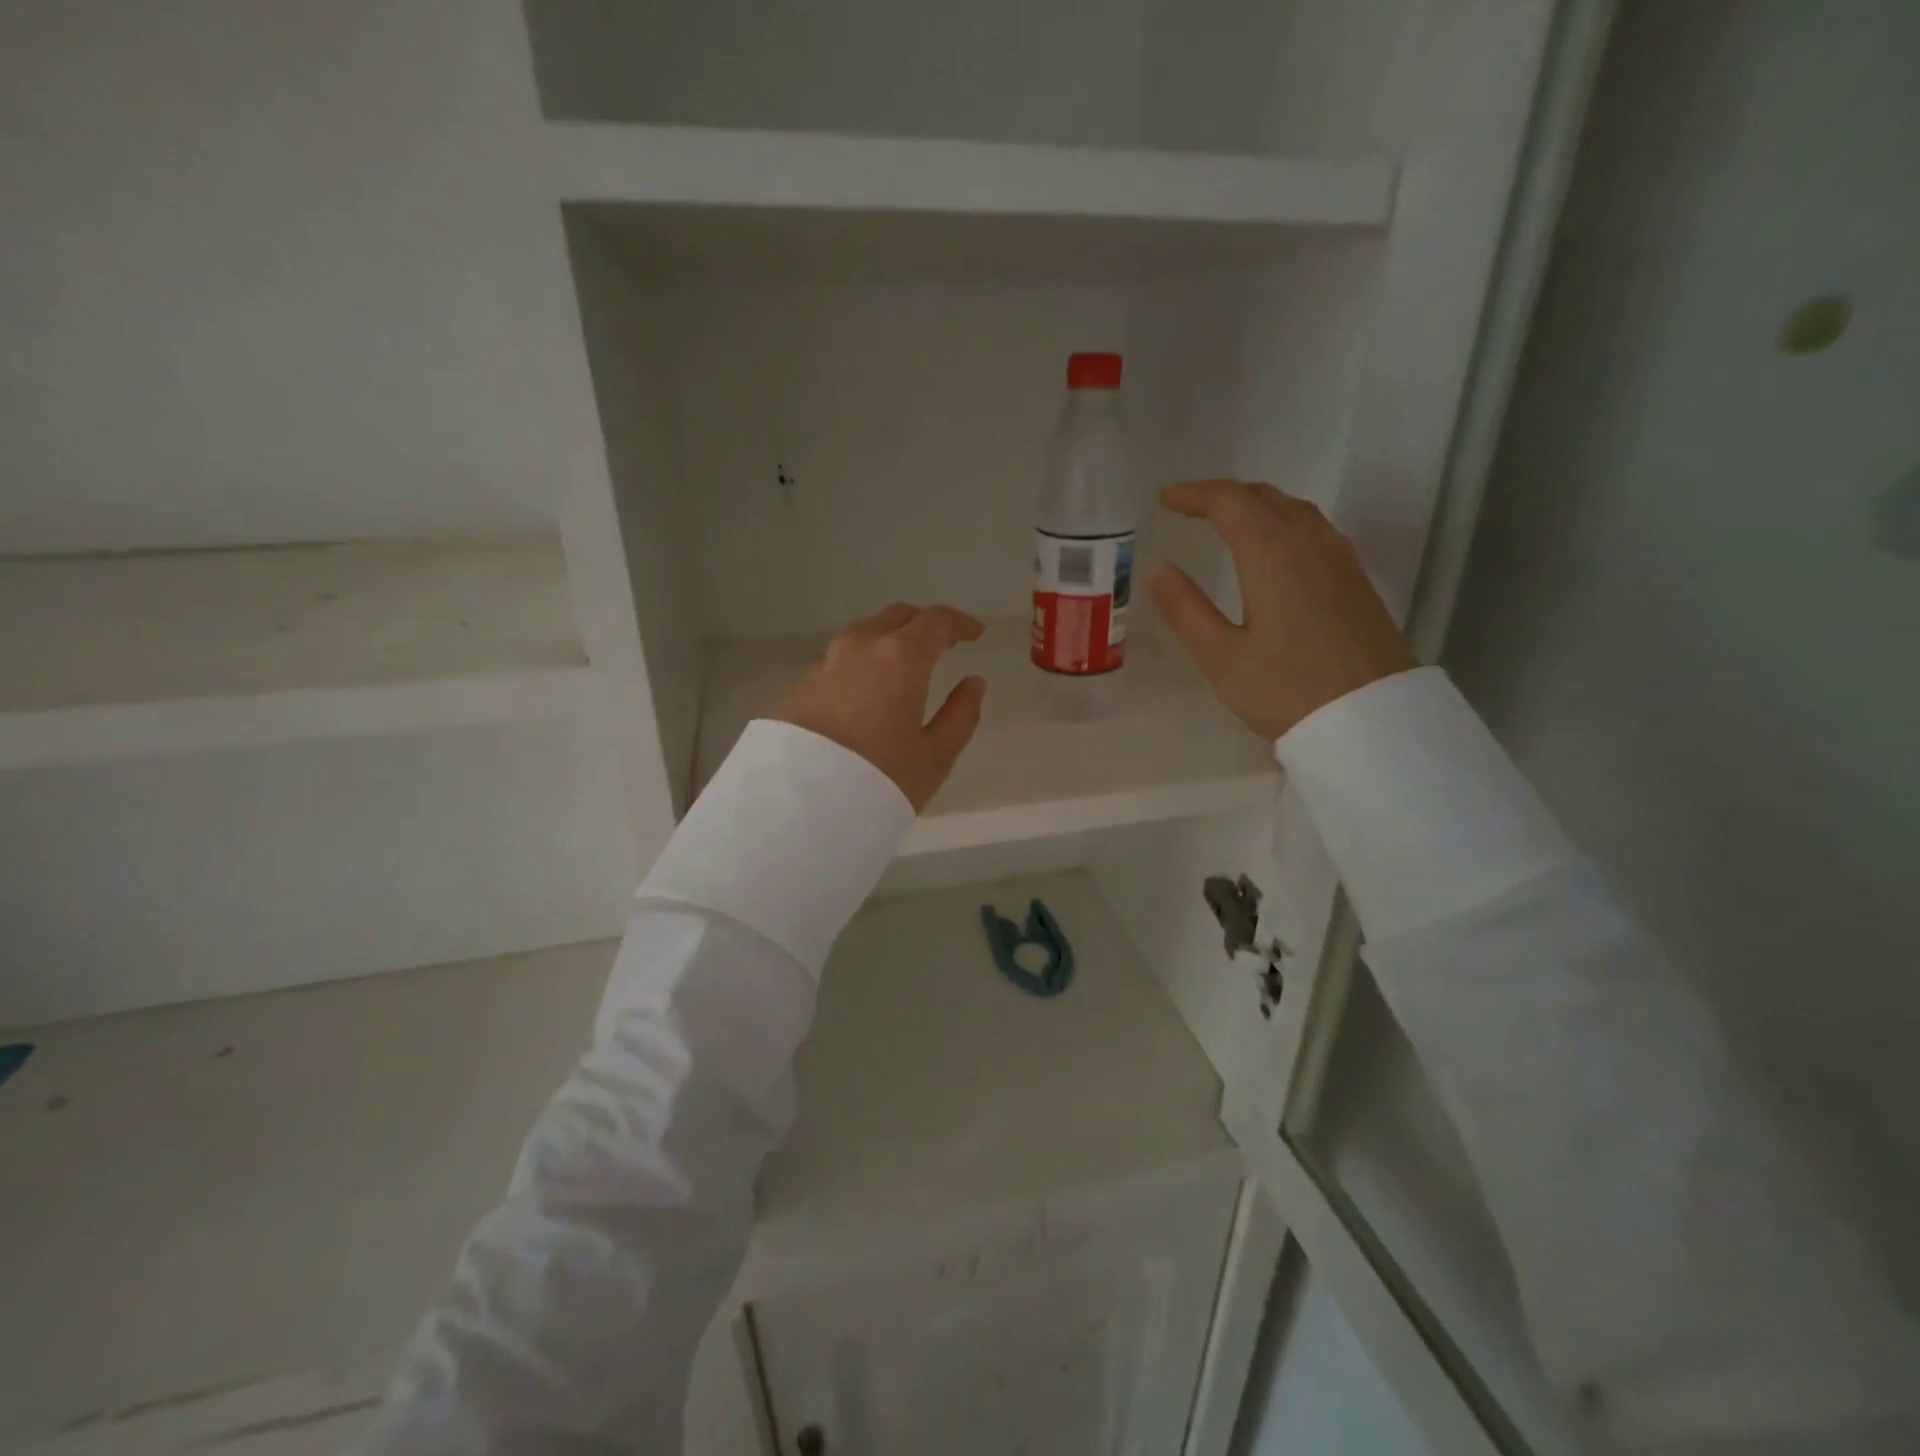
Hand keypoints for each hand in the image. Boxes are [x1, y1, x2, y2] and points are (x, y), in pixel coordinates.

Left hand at [771, 603, 987, 811]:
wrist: (801, 803)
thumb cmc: (880, 778)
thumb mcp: (934, 757)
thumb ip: (960, 715)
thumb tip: (973, 684)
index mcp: (901, 657)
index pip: (936, 621)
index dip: (960, 624)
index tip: (975, 634)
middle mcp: (861, 647)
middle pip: (896, 617)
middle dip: (923, 624)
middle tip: (942, 644)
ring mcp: (826, 662)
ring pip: (863, 633)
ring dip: (888, 638)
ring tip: (903, 665)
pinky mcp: (800, 684)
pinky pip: (839, 658)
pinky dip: (861, 662)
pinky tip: (866, 688)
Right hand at [1146, 480, 1416, 740]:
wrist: (1372, 721)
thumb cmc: (1287, 690)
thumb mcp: (1222, 657)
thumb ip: (1186, 609)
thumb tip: (1157, 571)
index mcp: (1272, 554)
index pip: (1229, 502)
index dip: (1194, 495)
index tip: (1164, 499)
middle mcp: (1310, 543)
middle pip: (1265, 497)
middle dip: (1224, 495)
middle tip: (1190, 507)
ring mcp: (1340, 560)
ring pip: (1294, 510)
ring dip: (1256, 506)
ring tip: (1227, 522)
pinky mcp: (1356, 581)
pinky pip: (1313, 530)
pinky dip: (1281, 523)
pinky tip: (1272, 551)